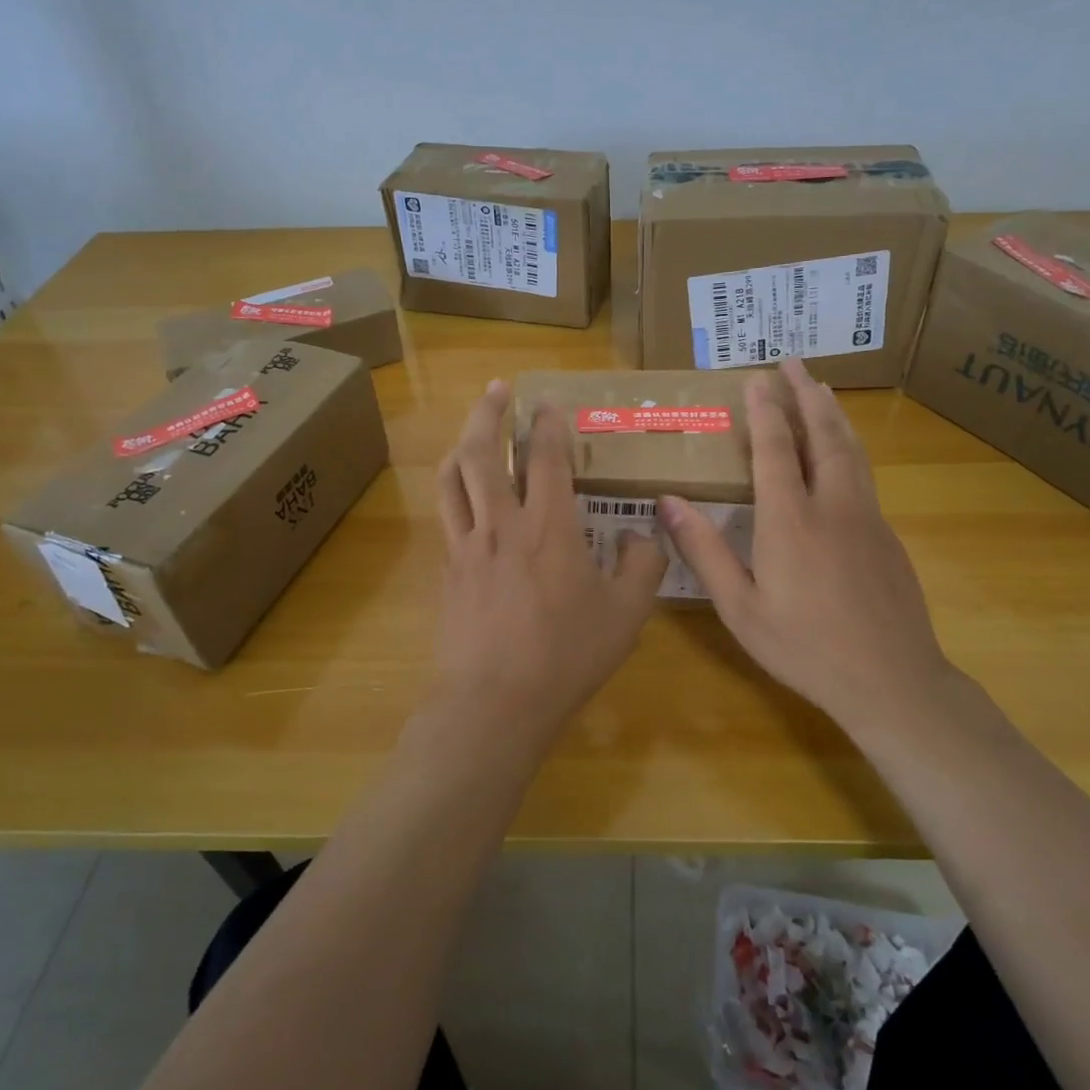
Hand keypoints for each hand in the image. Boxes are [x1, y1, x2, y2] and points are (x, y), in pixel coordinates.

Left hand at [433, 380, 667, 751]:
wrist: (494, 703)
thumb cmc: (566, 656)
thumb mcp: (626, 615)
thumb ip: (642, 565)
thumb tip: (637, 534)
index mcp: (550, 527)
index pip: (547, 458)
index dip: (549, 423)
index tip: (549, 401)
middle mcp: (502, 523)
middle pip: (484, 452)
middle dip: (489, 412)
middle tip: (497, 387)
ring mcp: (468, 545)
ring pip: (454, 477)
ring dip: (462, 443)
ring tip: (471, 429)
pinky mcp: (448, 570)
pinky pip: (447, 514)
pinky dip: (453, 489)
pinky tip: (462, 495)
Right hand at [657, 359, 953, 734]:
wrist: (892, 680)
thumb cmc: (805, 647)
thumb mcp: (740, 608)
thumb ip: (705, 552)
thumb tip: (668, 503)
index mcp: (789, 520)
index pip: (774, 448)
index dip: (765, 409)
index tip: (756, 377)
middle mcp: (831, 504)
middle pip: (821, 434)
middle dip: (806, 394)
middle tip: (793, 362)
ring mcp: (866, 517)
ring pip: (850, 449)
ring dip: (832, 413)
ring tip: (821, 388)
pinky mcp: (887, 534)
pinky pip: (864, 472)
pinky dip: (848, 444)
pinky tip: (843, 450)